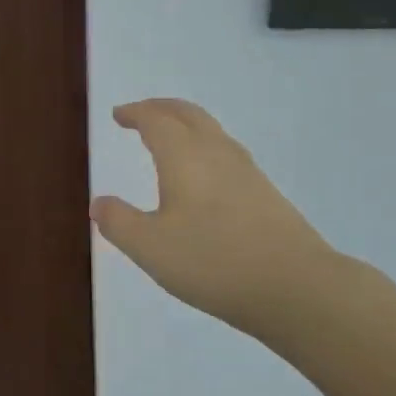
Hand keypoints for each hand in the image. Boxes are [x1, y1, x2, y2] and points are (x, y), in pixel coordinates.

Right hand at [92, 99, 346, 340]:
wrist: (296, 287)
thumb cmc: (213, 261)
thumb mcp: (150, 248)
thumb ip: (119, 223)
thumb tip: (99, 202)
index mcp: (185, 157)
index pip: (156, 120)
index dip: (136, 113)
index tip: (119, 115)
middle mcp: (217, 153)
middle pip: (188, 115)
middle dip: (162, 108)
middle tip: (142, 112)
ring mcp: (247, 172)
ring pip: (212, 132)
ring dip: (186, 125)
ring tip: (171, 138)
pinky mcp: (266, 194)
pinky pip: (227, 153)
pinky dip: (205, 147)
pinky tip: (205, 175)